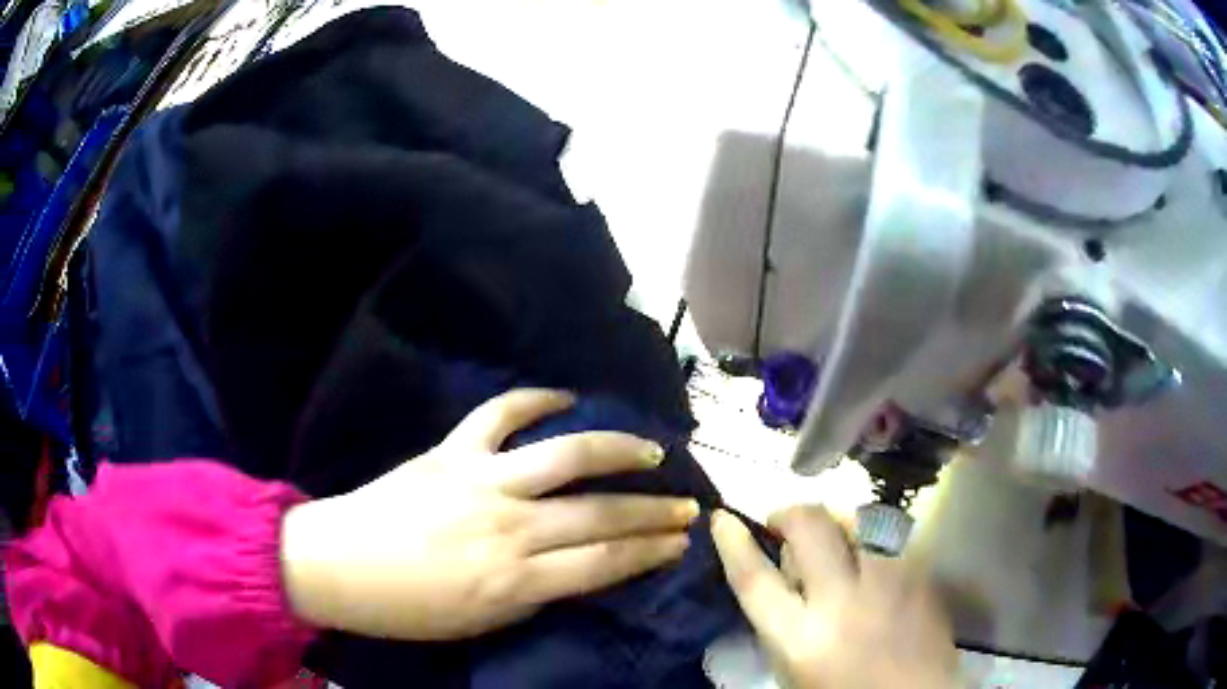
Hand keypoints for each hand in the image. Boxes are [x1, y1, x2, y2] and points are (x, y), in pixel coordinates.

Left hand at [280, 389, 697, 639]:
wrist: (337, 565)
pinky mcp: (451, 451)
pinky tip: (566, 397)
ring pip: (567, 457)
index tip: (681, 543)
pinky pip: (499, 413)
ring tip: (651, 451)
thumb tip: (576, 570)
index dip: (650, 553)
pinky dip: (534, 399)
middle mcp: (508, 527)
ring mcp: (480, 481)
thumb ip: (534, 595)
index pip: (604, 563)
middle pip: (600, 515)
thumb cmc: (408, 609)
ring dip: (617, 451)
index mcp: (514, 581)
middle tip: (688, 506)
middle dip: (653, 512)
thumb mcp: (481, 622)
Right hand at [711, 507, 957, 688]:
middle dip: (792, 513)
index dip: (734, 544)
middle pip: (811, 529)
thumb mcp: (794, 669)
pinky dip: (873, 536)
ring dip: (837, 520)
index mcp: (801, 638)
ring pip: (859, 519)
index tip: (723, 519)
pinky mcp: (922, 575)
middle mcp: (844, 602)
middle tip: (786, 523)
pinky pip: (891, 536)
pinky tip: (872, 554)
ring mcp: (890, 582)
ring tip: (833, 534)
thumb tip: (782, 575)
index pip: (755, 579)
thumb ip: (783, 623)